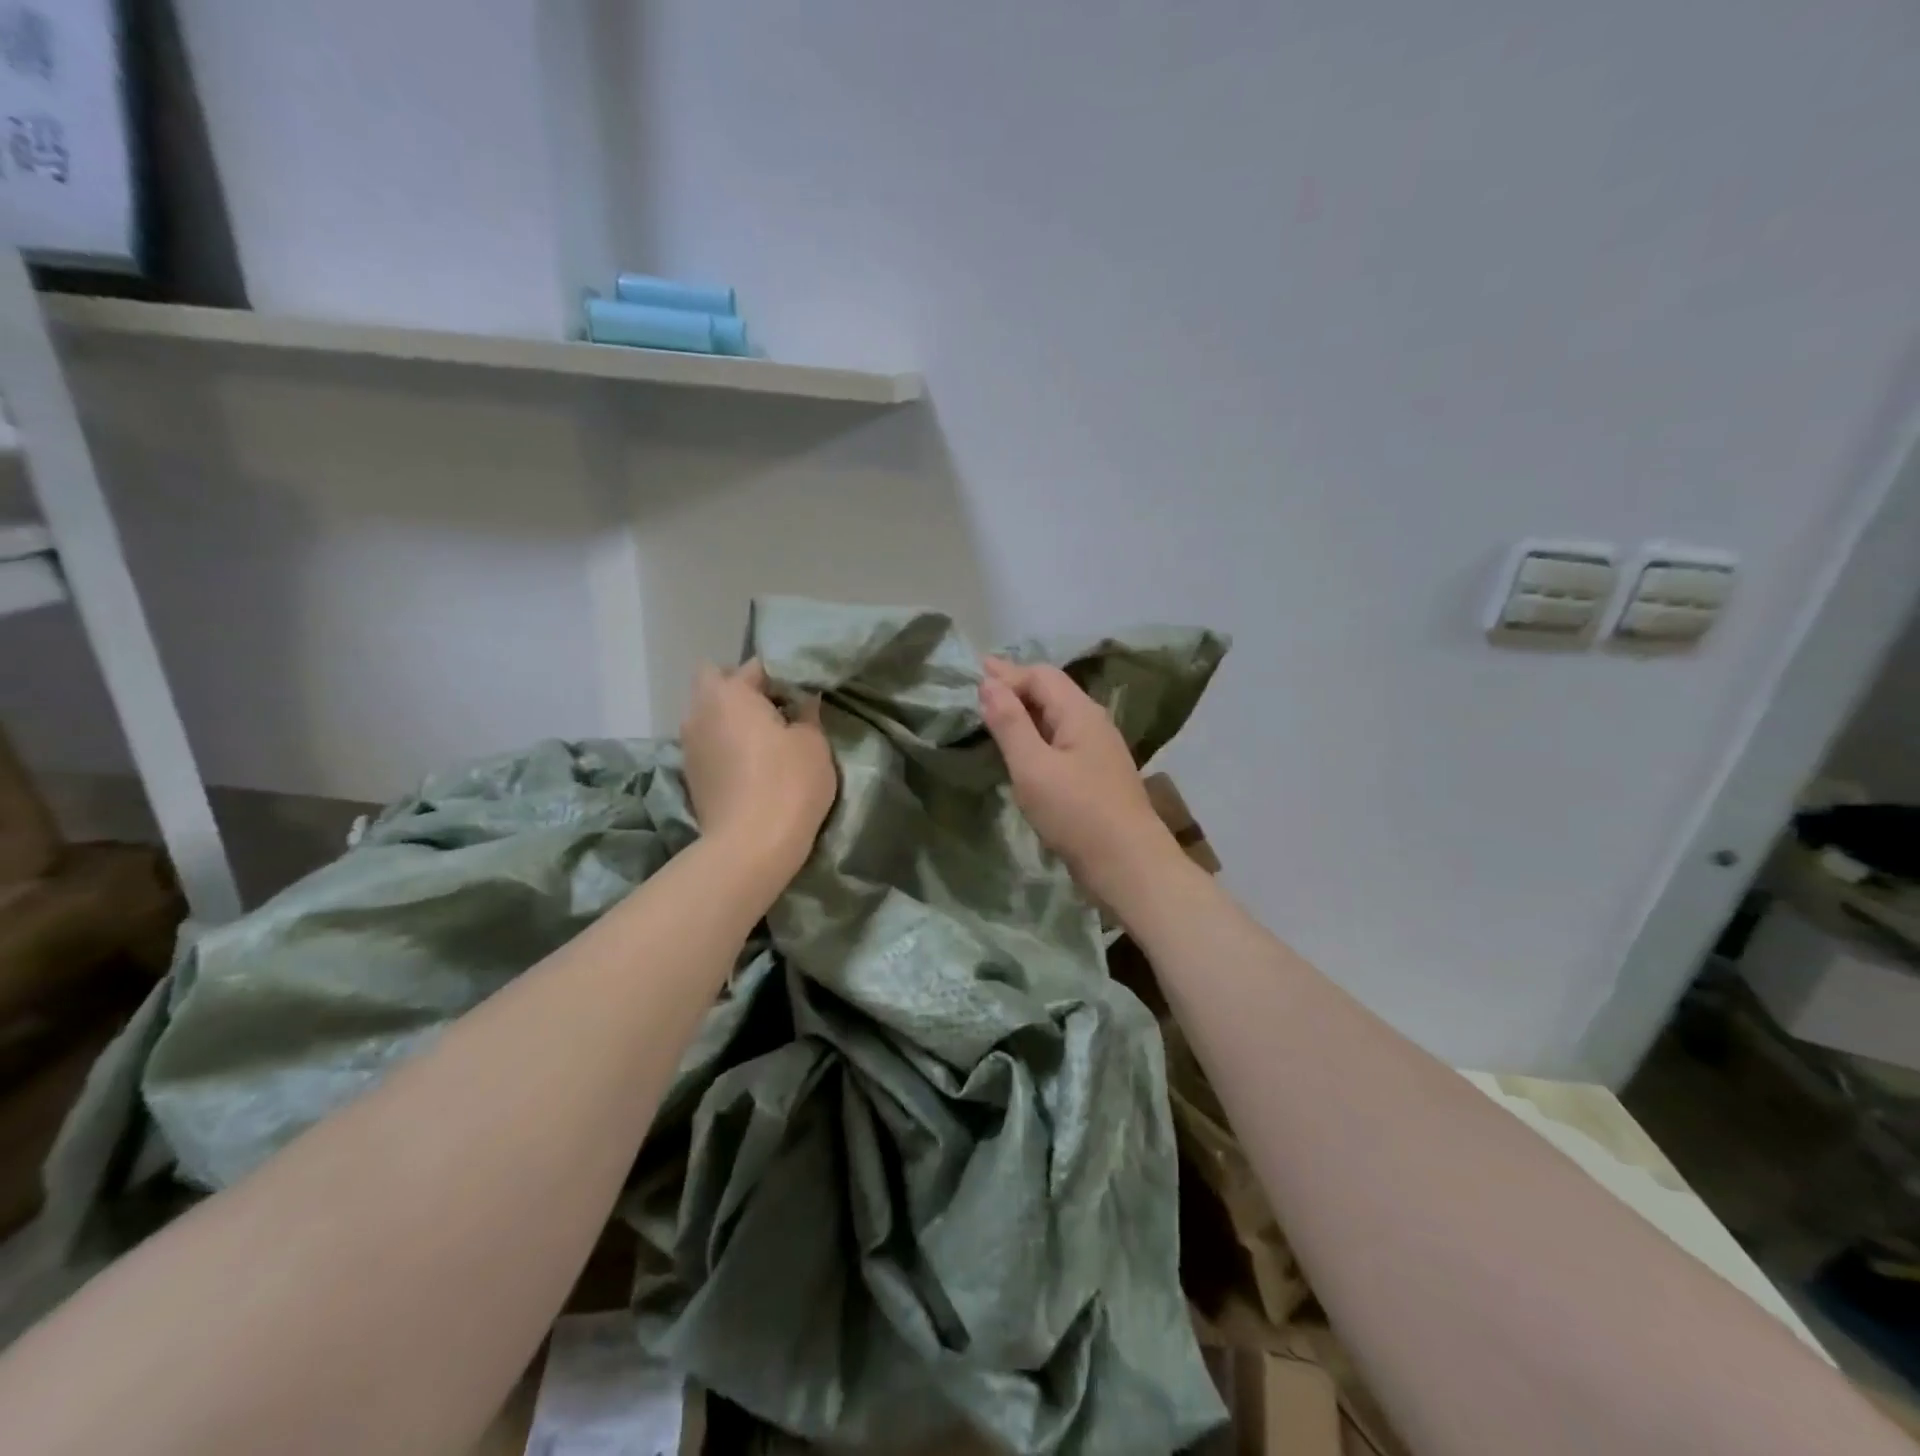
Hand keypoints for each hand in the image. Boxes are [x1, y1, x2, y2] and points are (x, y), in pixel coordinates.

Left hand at [682, 660, 835, 880]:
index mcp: (729, 693)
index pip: (757, 666)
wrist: (750, 847)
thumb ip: (807, 712)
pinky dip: (726, 744)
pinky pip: (708, 743)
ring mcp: (689, 745)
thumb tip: (803, 699)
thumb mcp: (813, 743)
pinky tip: (751, 765)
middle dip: (743, 687)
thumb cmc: (788, 784)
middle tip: (776, 709)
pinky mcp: (690, 775)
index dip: (783, 675)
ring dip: (732, 718)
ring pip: (708, 713)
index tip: (804, 694)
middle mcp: (699, 711)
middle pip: (716, 680)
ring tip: (766, 739)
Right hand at [977, 657, 1181, 905]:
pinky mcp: (1096, 775)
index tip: (972, 679)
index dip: (1006, 675)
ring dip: (1025, 710)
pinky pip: (1061, 740)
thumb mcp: (1033, 767)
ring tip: (995, 711)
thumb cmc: (1077, 813)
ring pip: (1056, 716)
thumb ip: (1010, 723)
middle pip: (1051, 691)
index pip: (1039, 675)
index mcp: (1079, 712)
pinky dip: (1036, 734)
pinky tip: (1023, 747)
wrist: (1129, 865)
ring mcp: (1098, 749)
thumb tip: (988, 683)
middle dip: (1015, 686)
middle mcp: (1093, 722)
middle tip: (979, 684)